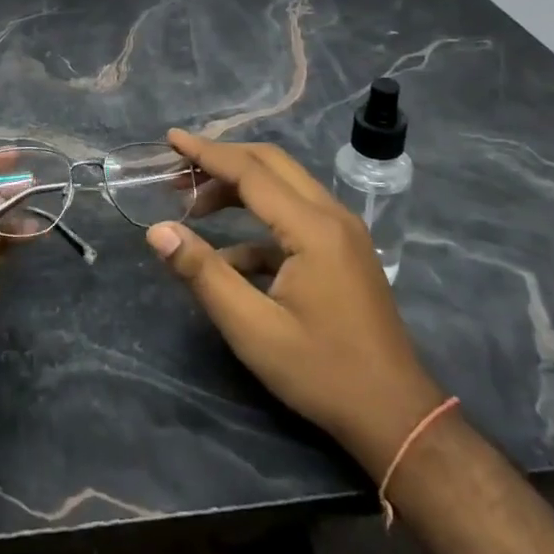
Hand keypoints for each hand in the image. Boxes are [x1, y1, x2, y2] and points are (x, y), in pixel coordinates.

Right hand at [144, 130, 446, 475]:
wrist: (395, 416)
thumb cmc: (321, 372)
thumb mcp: (252, 329)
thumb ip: (203, 274)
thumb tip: (158, 231)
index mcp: (312, 228)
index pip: (250, 172)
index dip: (206, 152)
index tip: (171, 138)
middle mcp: (332, 216)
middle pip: (271, 164)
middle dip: (222, 160)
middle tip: (179, 168)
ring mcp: (343, 232)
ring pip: (284, 185)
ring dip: (239, 187)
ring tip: (194, 207)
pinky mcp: (344, 250)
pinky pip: (295, 216)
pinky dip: (258, 223)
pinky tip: (227, 256)